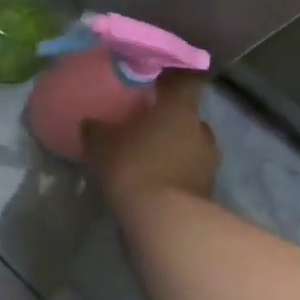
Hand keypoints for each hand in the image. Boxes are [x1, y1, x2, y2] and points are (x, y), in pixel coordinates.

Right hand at [82, 71, 219, 210]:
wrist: (165, 223)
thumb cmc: (133, 166)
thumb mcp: (100, 143)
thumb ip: (96, 129)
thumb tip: (91, 123)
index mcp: (179, 109)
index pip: (186, 80)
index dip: (173, 77)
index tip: (157, 78)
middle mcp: (201, 131)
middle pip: (187, 116)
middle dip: (168, 119)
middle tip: (143, 123)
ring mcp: (208, 164)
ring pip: (188, 146)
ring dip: (171, 149)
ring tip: (145, 156)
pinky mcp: (207, 192)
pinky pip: (187, 173)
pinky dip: (172, 174)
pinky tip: (150, 181)